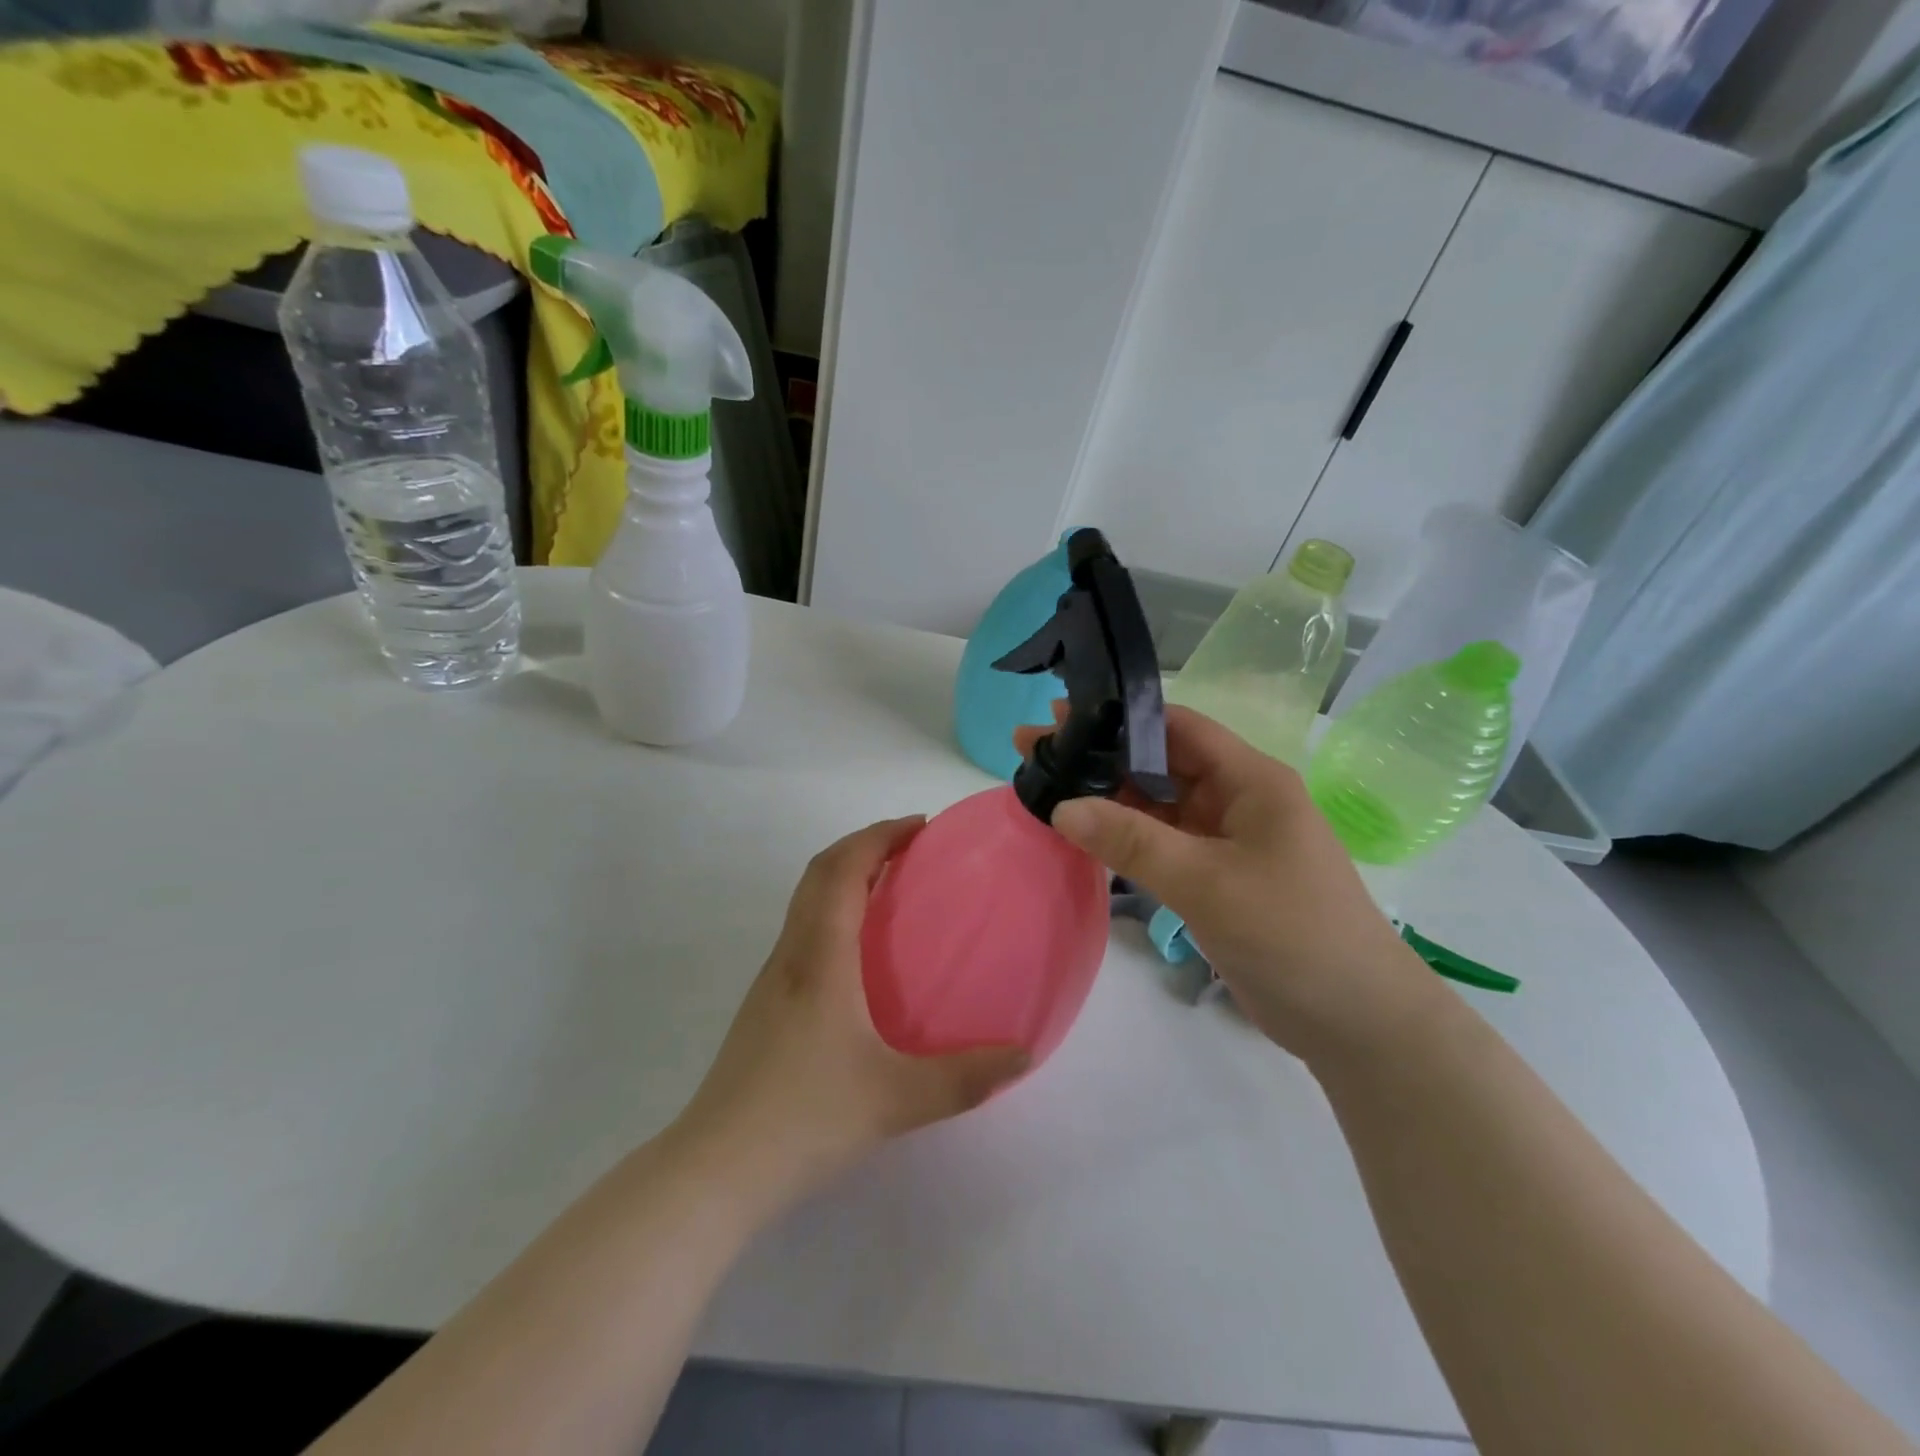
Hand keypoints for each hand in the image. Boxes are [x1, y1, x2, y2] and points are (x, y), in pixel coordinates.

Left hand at [671, 818, 1029, 1214]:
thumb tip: (1022, 1055)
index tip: (920, 827)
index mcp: (820, 957)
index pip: (843, 868)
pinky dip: (832, 910)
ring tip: (890, 888)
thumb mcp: (897, 1100)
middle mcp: (791, 954)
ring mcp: (771, 979)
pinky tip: (860, 955)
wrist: (717, 1168)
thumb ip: (965, 1078)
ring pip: (804, 900)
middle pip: (819, 872)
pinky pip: (801, 930)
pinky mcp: (764, 1005)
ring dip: (844, 875)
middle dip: (864, 845)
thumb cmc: (805, 1119)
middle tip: (911, 848)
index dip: (880, 836)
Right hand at [1015, 705, 1426, 1060]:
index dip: (1120, 716)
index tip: (1059, 715)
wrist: (1356, 1022)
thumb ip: (1132, 841)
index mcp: (1250, 780)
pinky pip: (1161, 843)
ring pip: (1157, 805)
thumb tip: (1059, 806)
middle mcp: (1237, 799)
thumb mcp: (1207, 882)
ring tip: (1045, 788)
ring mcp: (1226, 840)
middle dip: (1100, 756)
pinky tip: (1082, 834)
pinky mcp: (1216, 877)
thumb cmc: (1292, 934)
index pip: (1177, 727)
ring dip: (1107, 798)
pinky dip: (1124, 837)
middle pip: (1159, 763)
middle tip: (1033, 752)